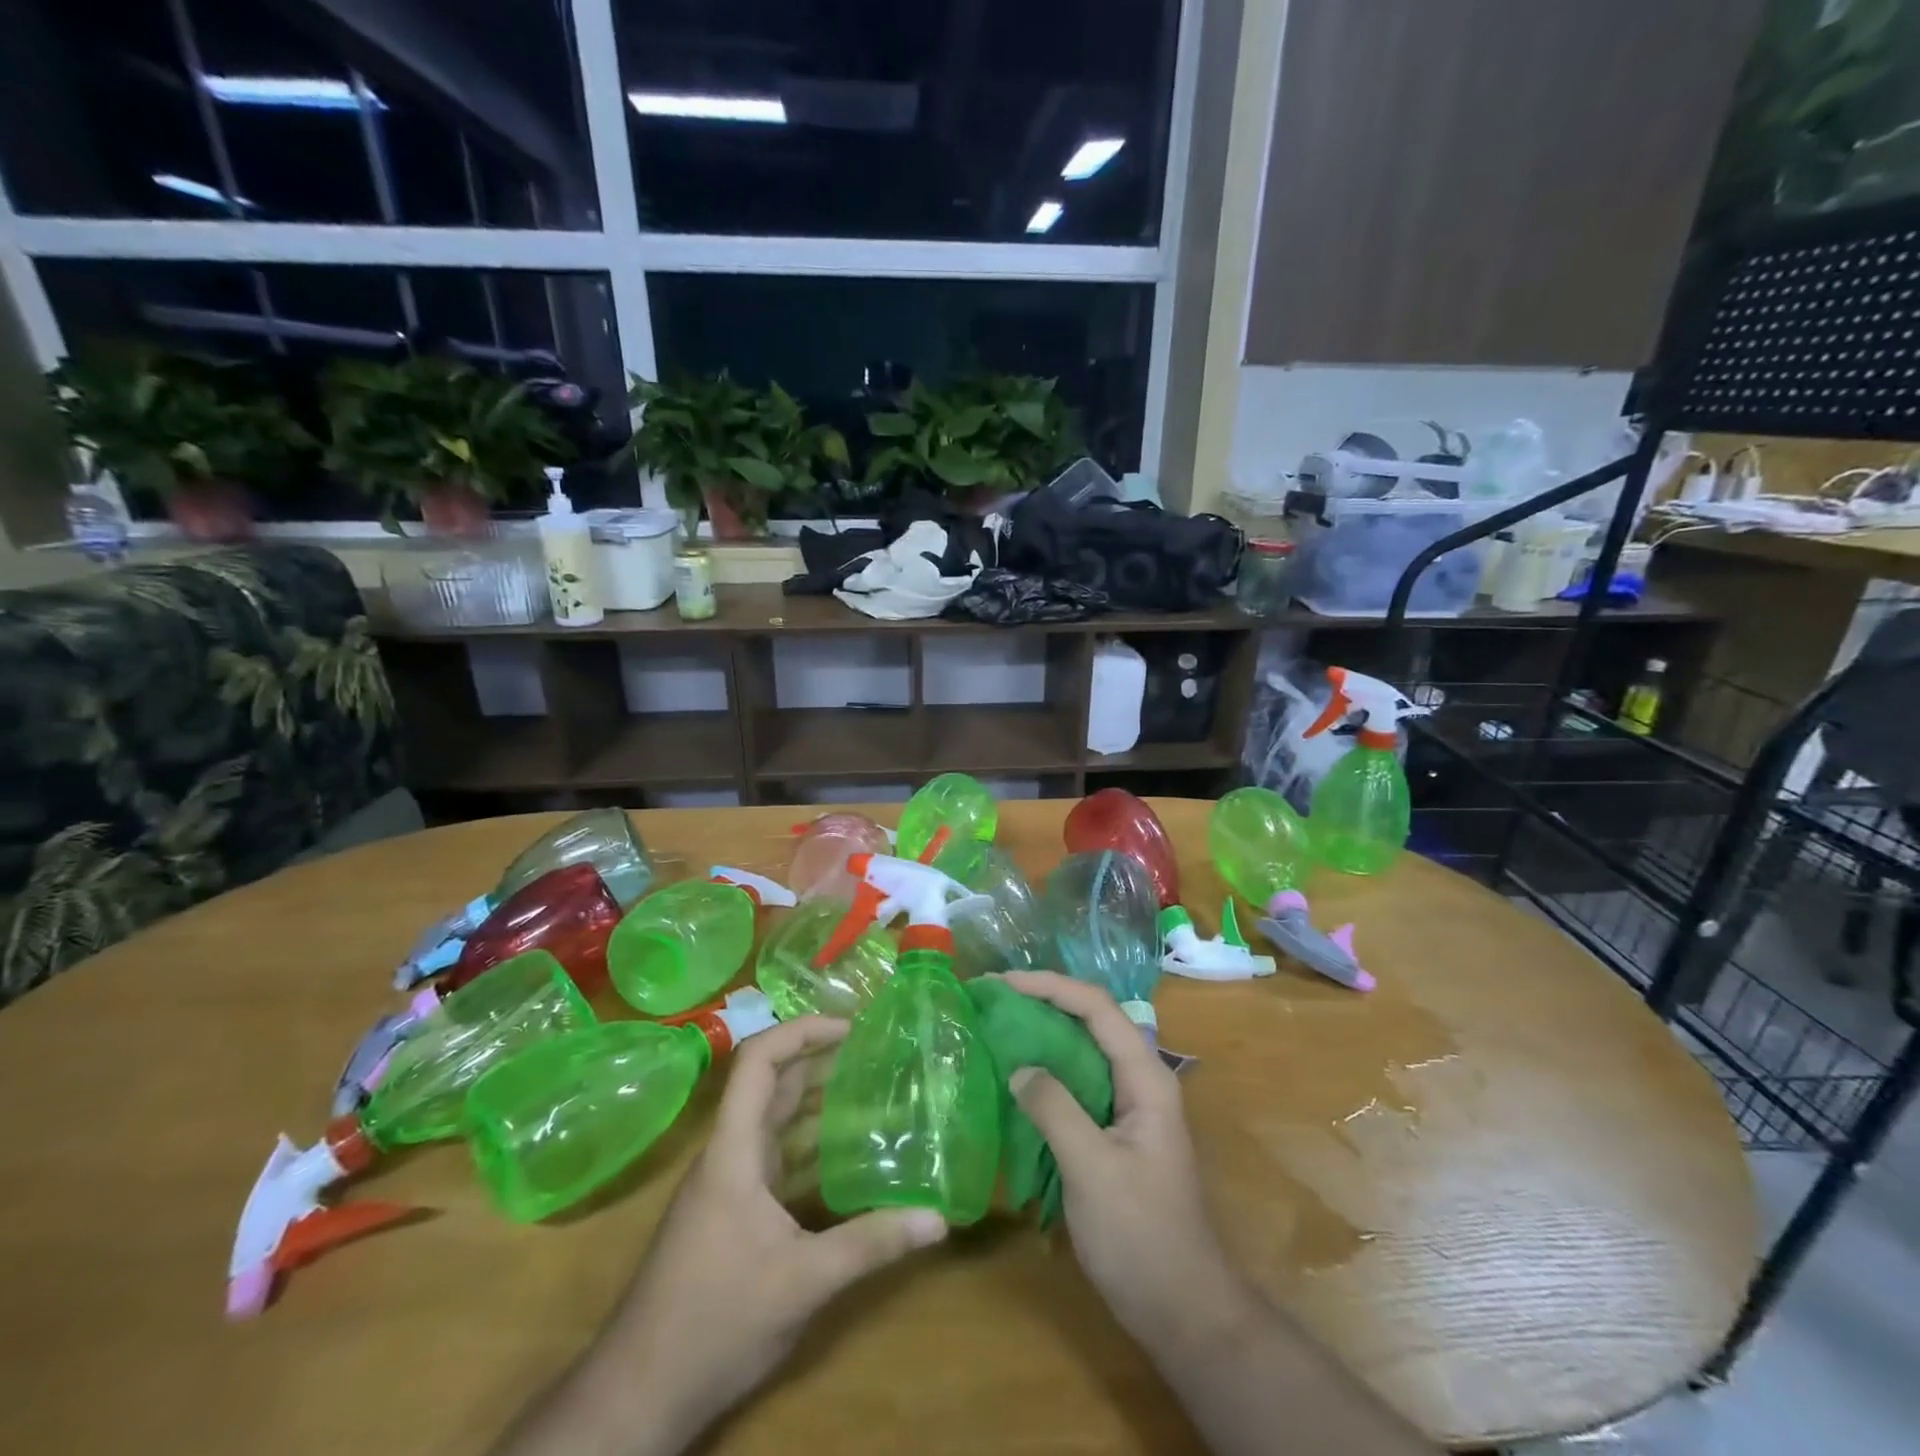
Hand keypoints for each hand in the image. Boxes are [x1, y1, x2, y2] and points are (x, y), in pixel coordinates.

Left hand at [501, 1017, 946, 1455]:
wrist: (640, 1393)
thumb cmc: (715, 1322)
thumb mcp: (802, 1283)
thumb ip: (870, 1245)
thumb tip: (938, 1219)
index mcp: (733, 1150)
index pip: (759, 1061)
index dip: (801, 1031)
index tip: (851, 1028)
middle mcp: (728, 1153)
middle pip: (771, 1083)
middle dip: (820, 1057)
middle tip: (875, 1051)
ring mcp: (727, 1182)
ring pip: (772, 1119)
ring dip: (815, 1098)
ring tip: (870, 1087)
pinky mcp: (732, 1210)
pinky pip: (774, 1154)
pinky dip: (808, 1141)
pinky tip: (844, 1153)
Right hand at [997, 972, 1257, 1349]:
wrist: (1182, 1311)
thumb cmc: (1141, 1236)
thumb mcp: (1092, 1169)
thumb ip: (1055, 1110)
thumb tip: (1018, 1067)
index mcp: (1146, 1078)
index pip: (1097, 1008)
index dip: (1051, 986)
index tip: (1003, 983)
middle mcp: (1140, 1081)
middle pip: (1090, 1021)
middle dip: (1043, 1001)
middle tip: (993, 998)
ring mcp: (1127, 1108)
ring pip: (1082, 1051)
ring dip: (1042, 1033)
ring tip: (997, 1025)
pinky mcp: (1112, 1133)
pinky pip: (1076, 1085)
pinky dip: (1045, 1071)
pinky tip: (1014, 1078)